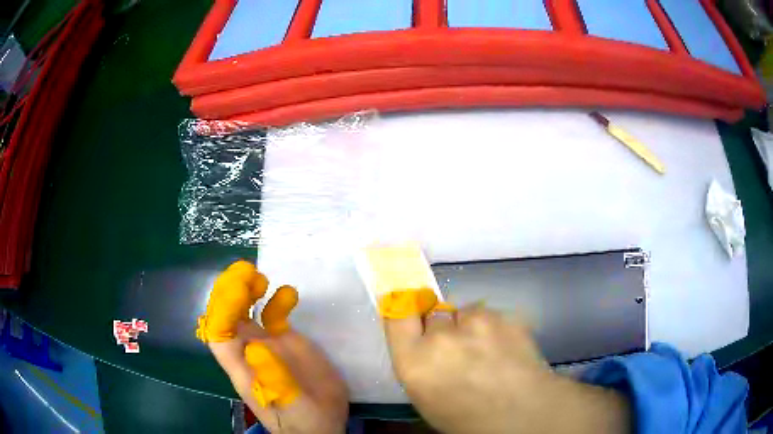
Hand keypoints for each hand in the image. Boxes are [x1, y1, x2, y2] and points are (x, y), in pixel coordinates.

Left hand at [199, 261, 347, 433]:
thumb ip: (275, 379)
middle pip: (228, 317)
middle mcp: (249, 351)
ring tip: (259, 276)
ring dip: (247, 291)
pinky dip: (278, 302)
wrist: (322, 427)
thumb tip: (255, 347)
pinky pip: (275, 317)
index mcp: (242, 368)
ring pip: (247, 313)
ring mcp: (267, 345)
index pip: (219, 334)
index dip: (223, 309)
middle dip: (230, 292)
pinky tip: (289, 294)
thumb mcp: (291, 404)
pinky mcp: (287, 343)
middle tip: (245, 270)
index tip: (240, 287)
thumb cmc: (303, 421)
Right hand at [384, 305, 630, 433]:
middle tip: (458, 348)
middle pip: (433, 313)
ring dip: (469, 326)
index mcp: (413, 362)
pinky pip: (489, 315)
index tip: (409, 307)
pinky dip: (492, 327)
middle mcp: (440, 337)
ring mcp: (475, 323)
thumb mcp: (427, 398)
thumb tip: (423, 343)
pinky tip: (504, 348)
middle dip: (441, 327)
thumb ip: (419, 363)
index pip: (397, 314)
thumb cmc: (467, 418)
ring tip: (486, 350)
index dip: (403, 307)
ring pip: (463, 312)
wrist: (523, 413)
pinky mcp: (504, 316)